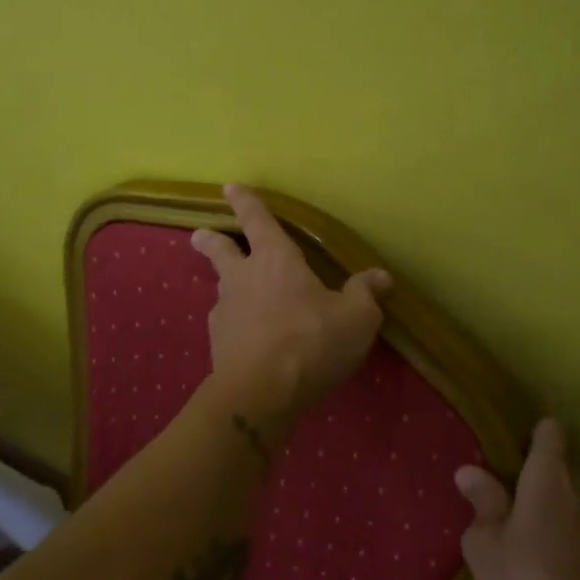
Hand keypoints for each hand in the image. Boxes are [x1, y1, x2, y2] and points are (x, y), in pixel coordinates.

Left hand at [191, 185, 392, 425]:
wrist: (261, 392)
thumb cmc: (312, 341)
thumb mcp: (356, 317)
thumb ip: (366, 294)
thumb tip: (381, 276)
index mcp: (276, 260)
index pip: (258, 221)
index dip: (246, 203)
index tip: (230, 187)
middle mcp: (244, 279)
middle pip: (220, 251)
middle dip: (210, 240)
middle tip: (198, 235)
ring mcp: (226, 312)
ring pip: (223, 290)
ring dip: (228, 288)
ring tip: (240, 298)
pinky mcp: (218, 345)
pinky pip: (228, 326)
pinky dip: (236, 326)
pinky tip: (248, 340)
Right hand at [456, 419, 579, 579]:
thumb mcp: (486, 545)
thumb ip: (482, 503)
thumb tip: (469, 471)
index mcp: (550, 476)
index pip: (550, 431)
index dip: (534, 438)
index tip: (517, 458)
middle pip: (566, 471)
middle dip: (547, 486)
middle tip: (522, 516)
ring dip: (568, 518)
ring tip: (546, 551)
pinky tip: (571, 578)